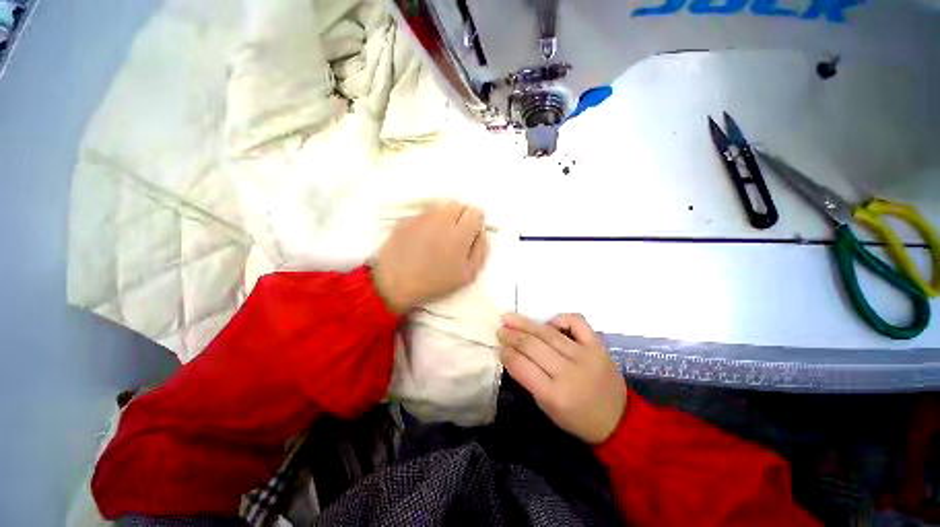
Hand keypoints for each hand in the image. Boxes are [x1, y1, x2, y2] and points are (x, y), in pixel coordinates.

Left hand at [372, 202, 488, 312]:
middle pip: (458, 204)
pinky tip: (420, 239)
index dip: (475, 222)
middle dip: (460, 216)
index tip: (470, 235)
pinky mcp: (406, 219)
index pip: (476, 211)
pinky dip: (427, 222)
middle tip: (454, 235)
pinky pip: (423, 214)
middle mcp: (441, 219)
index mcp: (460, 233)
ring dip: (444, 217)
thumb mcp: (467, 274)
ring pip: (440, 207)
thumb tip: (481, 232)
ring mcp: (421, 217)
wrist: (394, 284)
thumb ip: (480, 250)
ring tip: (437, 236)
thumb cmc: (435, 283)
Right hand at [497, 313, 626, 443]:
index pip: (521, 366)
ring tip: (510, 318)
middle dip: (512, 335)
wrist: (618, 420)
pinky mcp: (599, 346)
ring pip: (549, 333)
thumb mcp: (546, 407)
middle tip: (500, 329)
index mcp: (554, 395)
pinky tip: (549, 322)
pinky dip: (561, 318)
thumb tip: (512, 352)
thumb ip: (529, 379)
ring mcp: (586, 356)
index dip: (506, 353)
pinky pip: (577, 322)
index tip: (499, 347)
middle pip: (532, 345)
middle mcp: (569, 372)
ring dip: (526, 324)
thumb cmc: (577, 418)